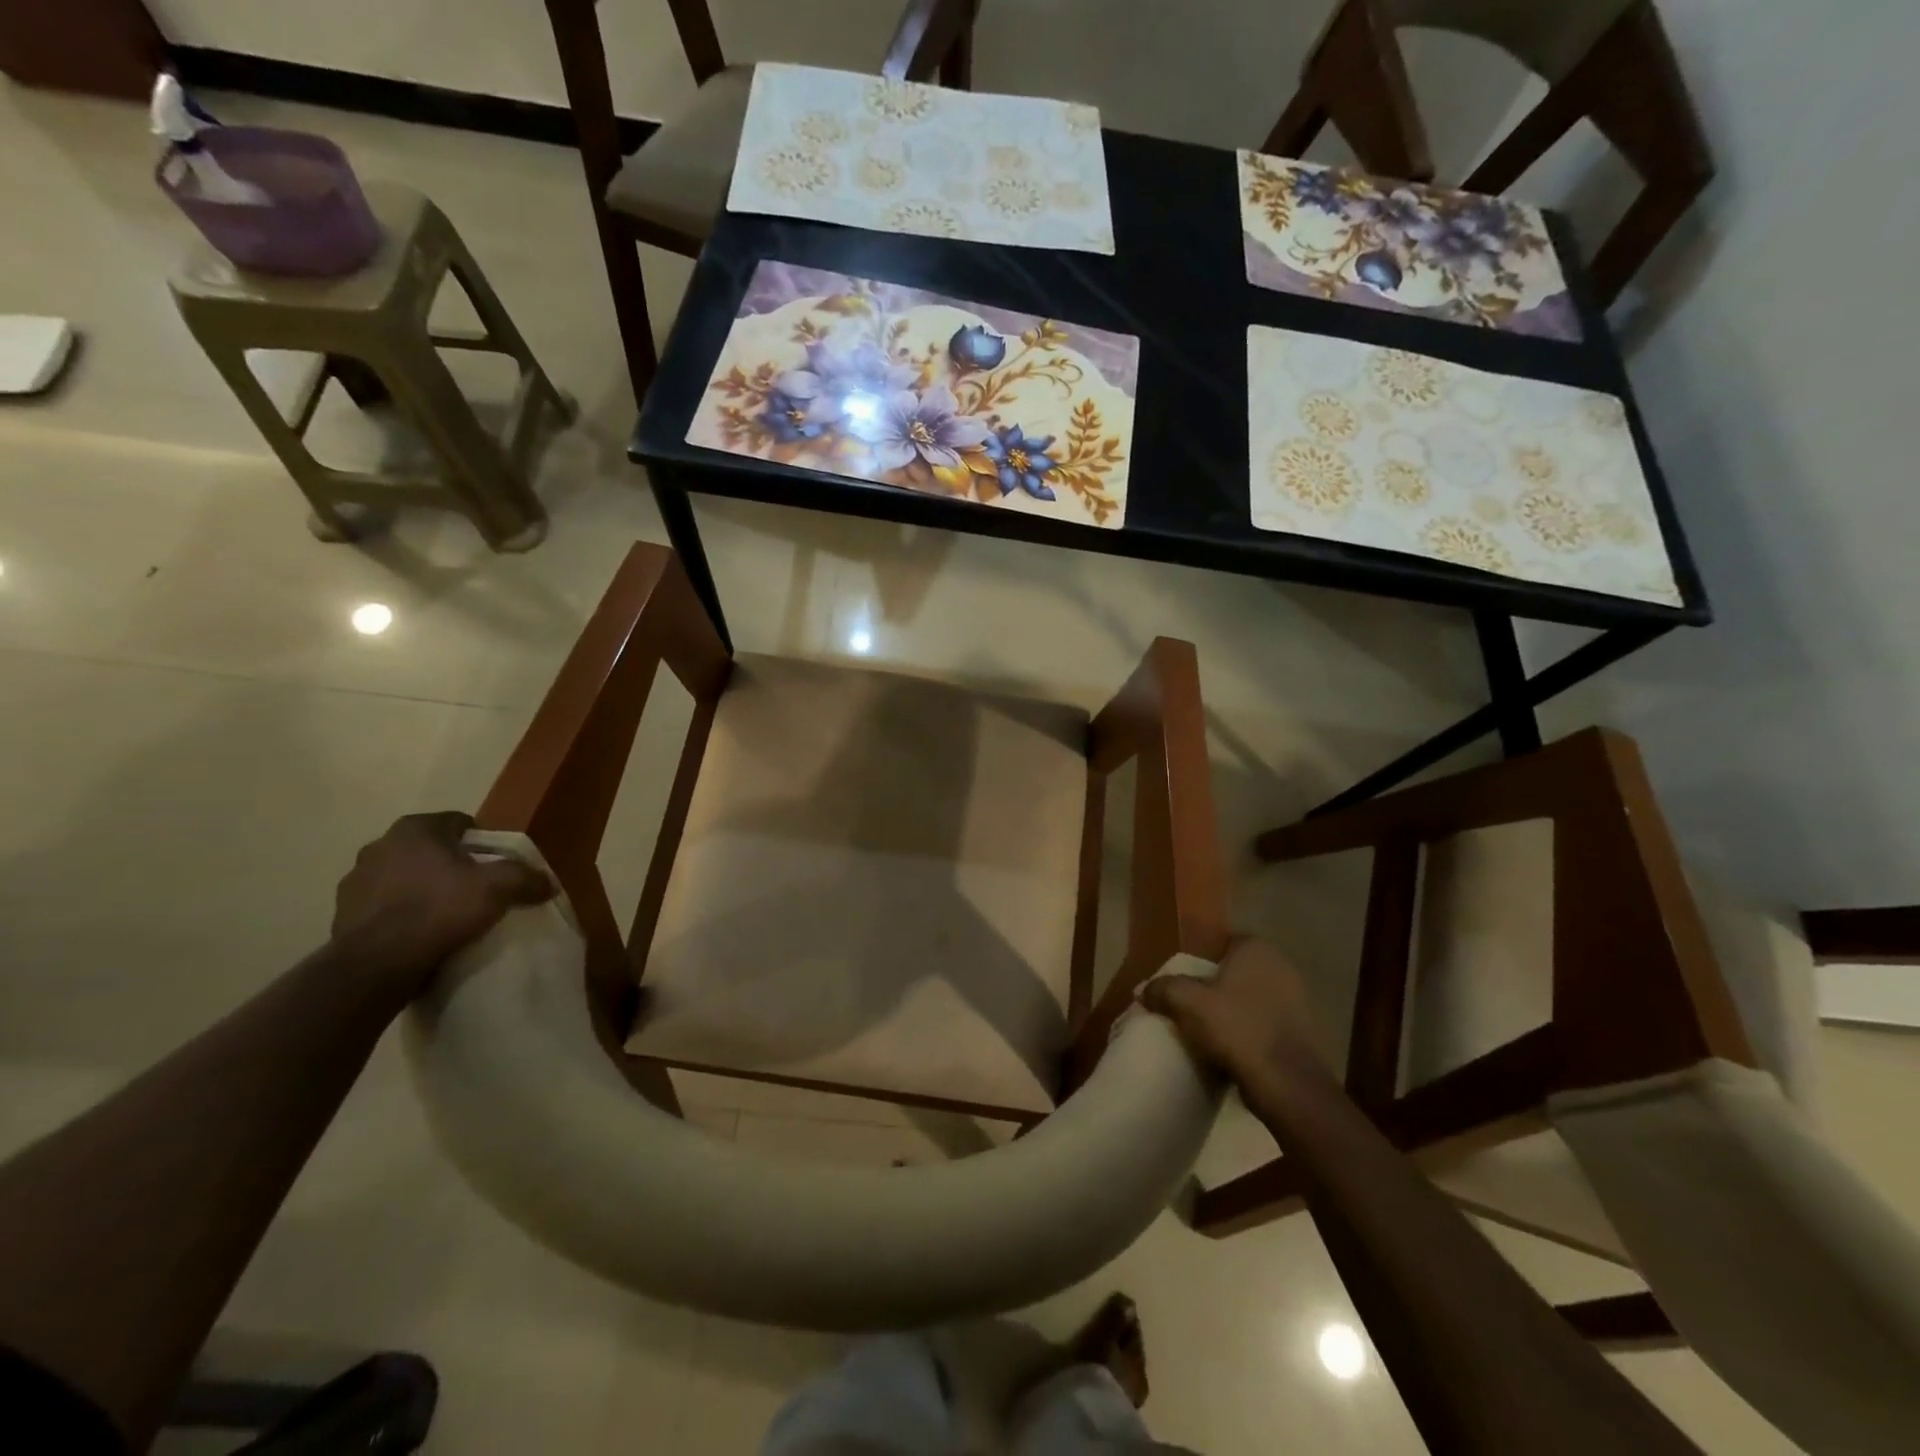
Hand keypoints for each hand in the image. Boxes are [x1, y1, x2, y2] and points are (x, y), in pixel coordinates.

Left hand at [331, 812, 553, 996]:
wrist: (376, 965)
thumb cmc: (439, 910)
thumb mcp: (498, 888)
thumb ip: (525, 877)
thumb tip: (547, 883)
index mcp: (415, 829)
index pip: (458, 822)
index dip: (482, 841)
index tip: (495, 863)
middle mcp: (379, 846)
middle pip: (429, 849)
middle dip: (450, 863)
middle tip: (475, 887)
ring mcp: (354, 881)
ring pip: (403, 876)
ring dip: (421, 887)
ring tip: (446, 912)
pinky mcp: (342, 914)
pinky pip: (383, 905)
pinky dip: (400, 912)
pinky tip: (420, 932)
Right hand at [1140, 937, 1325, 1080]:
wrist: (1287, 1084)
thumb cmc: (1237, 1028)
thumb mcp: (1186, 1003)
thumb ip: (1162, 989)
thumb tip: (1143, 990)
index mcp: (1256, 948)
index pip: (1219, 944)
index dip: (1198, 962)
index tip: (1182, 983)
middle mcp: (1281, 965)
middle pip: (1234, 972)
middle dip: (1214, 987)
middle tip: (1190, 1006)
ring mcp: (1297, 999)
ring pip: (1250, 999)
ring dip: (1232, 1011)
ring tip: (1207, 1031)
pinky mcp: (1303, 1031)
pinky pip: (1264, 1022)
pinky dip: (1248, 1031)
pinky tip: (1231, 1049)